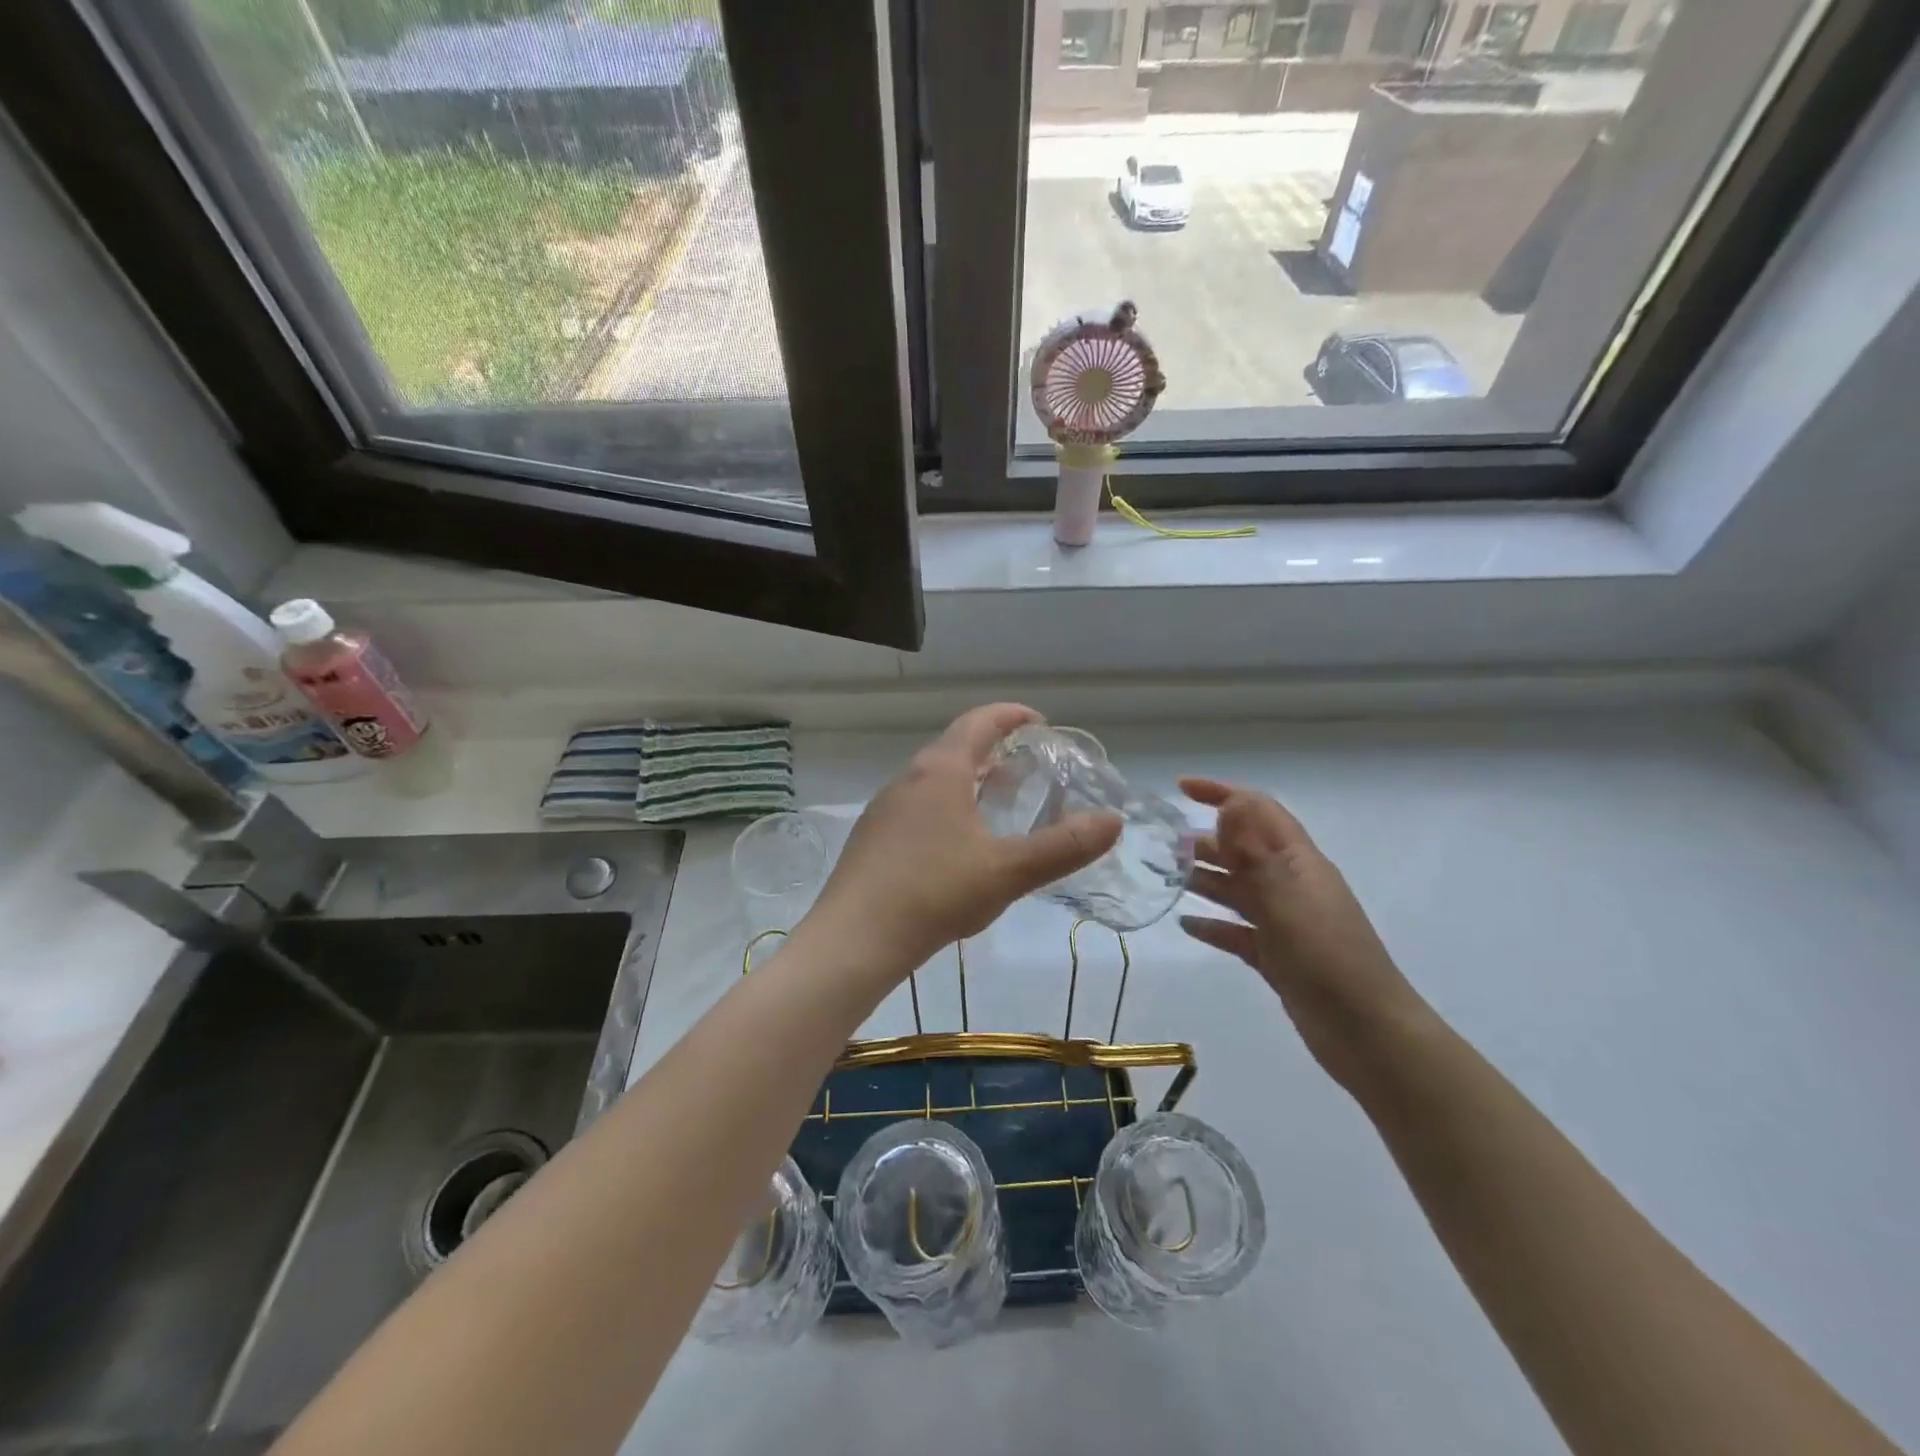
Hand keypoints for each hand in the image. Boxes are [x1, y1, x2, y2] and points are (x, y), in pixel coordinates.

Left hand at [809, 705, 1121, 973]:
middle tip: (1028, 769)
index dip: (1012, 715)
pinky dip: (947, 807)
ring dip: (969, 781)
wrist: (854, 938)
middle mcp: (908, 778)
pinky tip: (957, 846)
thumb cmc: (934, 893)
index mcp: (940, 771)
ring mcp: (885, 807)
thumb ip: (1063, 847)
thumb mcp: (1007, 871)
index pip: (979, 722)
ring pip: (935, 779)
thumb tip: (1114, 821)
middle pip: (956, 747)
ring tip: (998, 805)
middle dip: (994, 750)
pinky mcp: (873, 837)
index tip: (1040, 723)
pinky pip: (918, 806)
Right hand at [1178, 778, 1432, 1089]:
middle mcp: (1291, 885)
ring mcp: (1285, 922)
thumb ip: (1254, 853)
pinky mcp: (1278, 957)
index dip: (1222, 793)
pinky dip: (1213, 925)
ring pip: (1237, 890)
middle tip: (1159, 844)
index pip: (1258, 811)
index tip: (1180, 788)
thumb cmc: (1327, 960)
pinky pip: (1238, 931)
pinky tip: (1186, 925)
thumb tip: (1230, 803)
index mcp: (1298, 863)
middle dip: (1204, 841)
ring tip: (1163, 876)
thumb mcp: (1285, 901)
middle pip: (1242, 850)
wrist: (1369, 1036)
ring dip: (1203, 879)